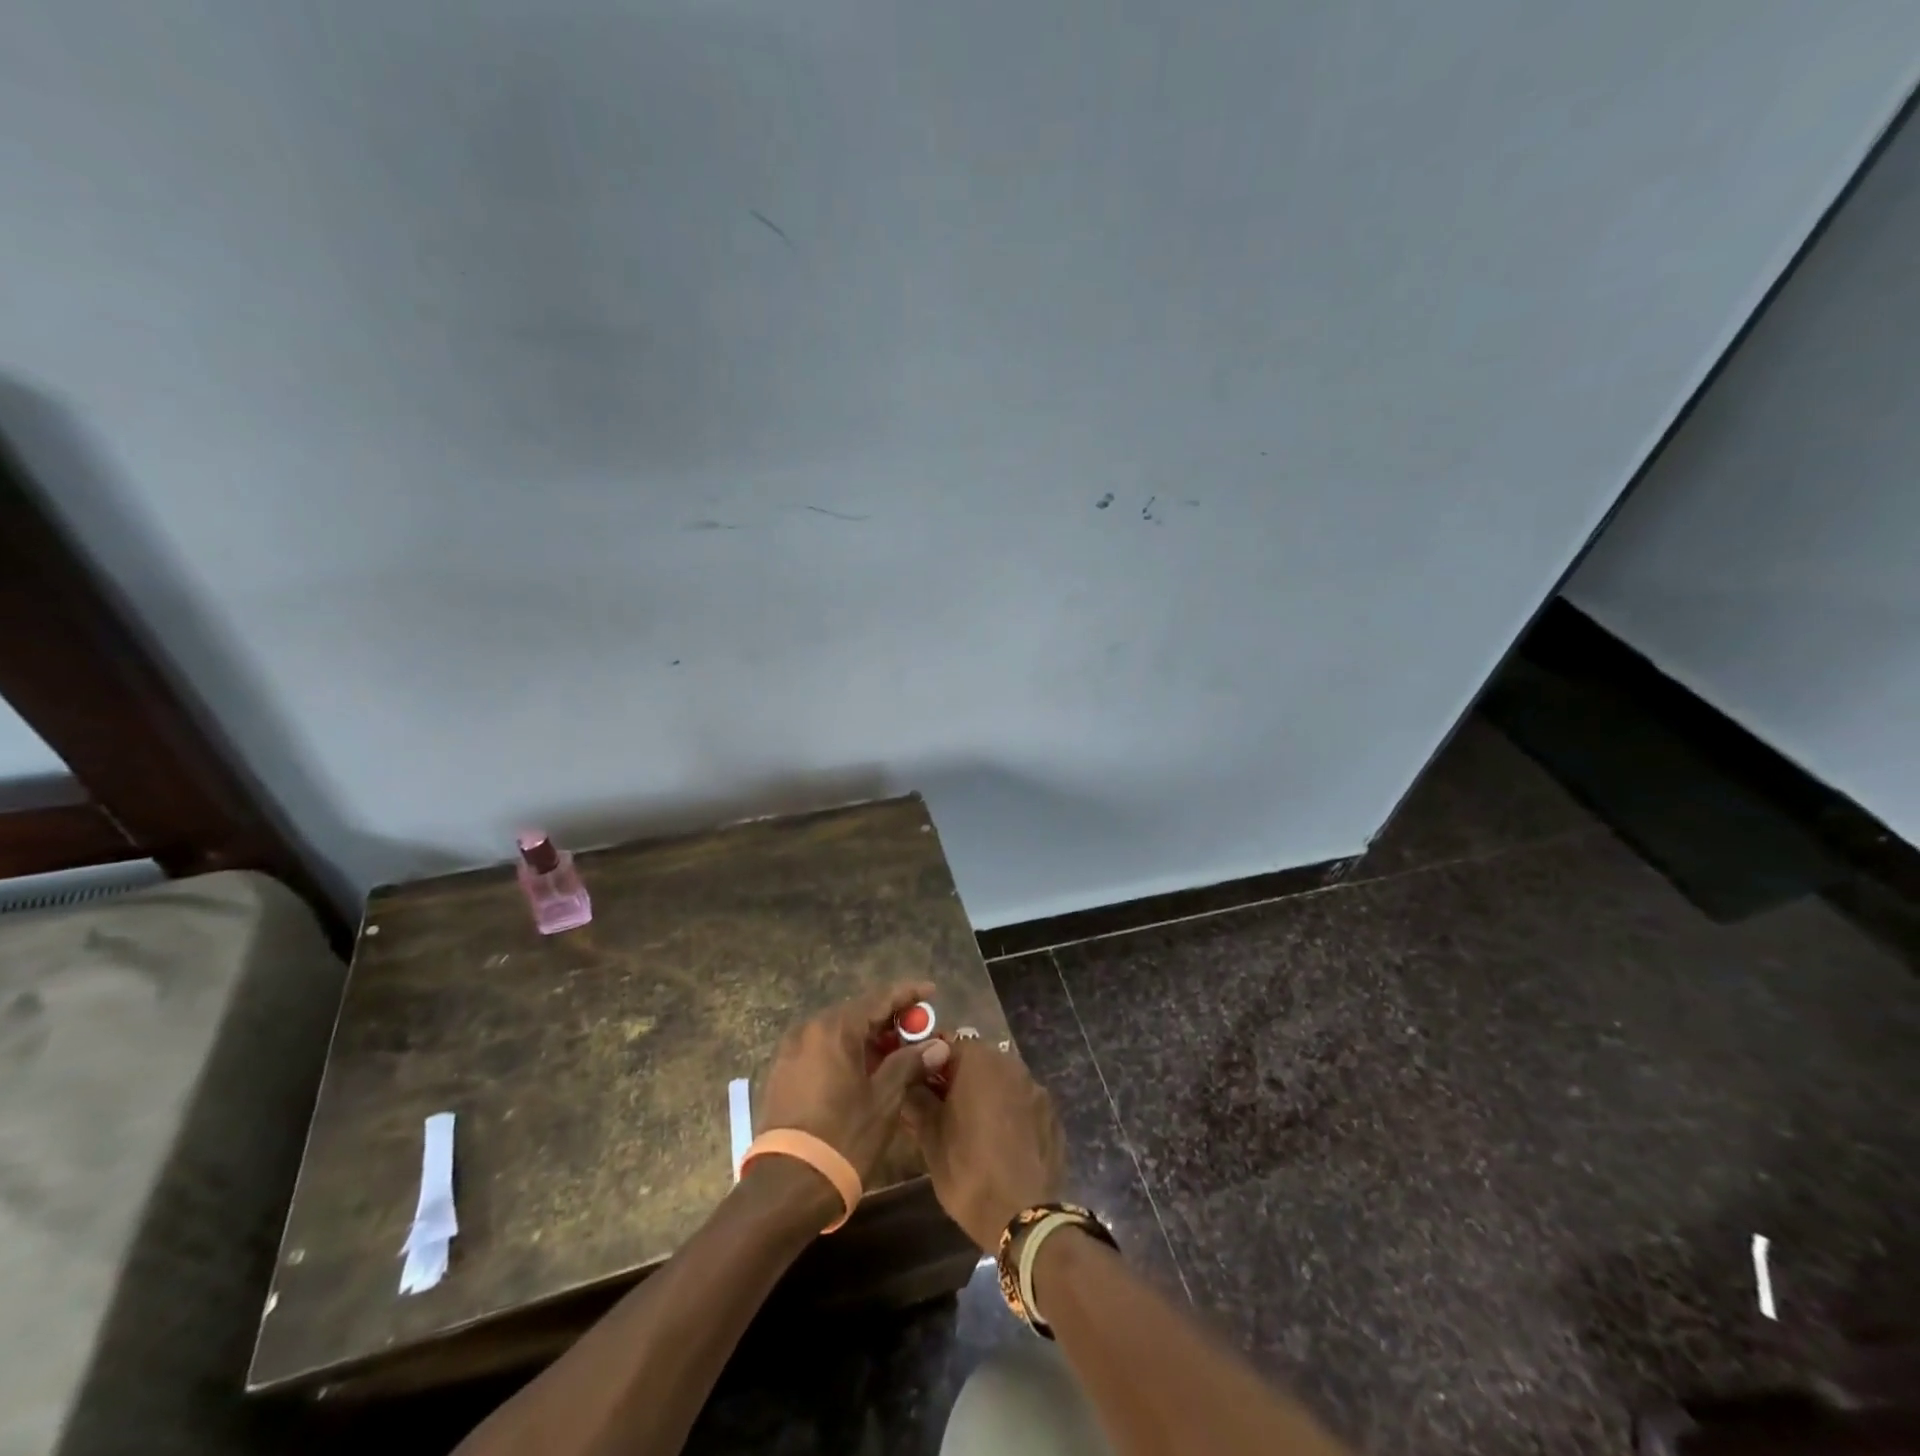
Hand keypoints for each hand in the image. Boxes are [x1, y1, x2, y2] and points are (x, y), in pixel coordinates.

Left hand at [759, 981, 952, 1183]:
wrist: (787, 1186)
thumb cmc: (843, 1137)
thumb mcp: (884, 1099)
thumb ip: (909, 1063)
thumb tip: (937, 1045)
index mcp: (834, 1029)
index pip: (879, 998)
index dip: (907, 994)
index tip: (931, 990)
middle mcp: (809, 1030)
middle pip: (857, 1013)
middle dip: (889, 1019)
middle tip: (917, 1030)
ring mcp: (791, 1051)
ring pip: (838, 1032)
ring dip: (868, 1037)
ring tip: (895, 1052)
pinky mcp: (782, 1073)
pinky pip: (822, 1049)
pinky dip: (846, 1052)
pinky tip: (865, 1070)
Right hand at [901, 1037, 1064, 1250]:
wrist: (1024, 1217)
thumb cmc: (968, 1171)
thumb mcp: (931, 1139)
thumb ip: (917, 1102)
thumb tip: (908, 1084)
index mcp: (979, 1061)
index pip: (947, 1044)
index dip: (930, 1062)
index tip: (919, 1085)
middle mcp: (1010, 1063)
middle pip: (977, 1060)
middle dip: (958, 1078)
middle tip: (941, 1108)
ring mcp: (1036, 1088)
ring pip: (1001, 1080)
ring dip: (984, 1093)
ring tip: (970, 1128)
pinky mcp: (1052, 1114)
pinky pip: (1022, 1102)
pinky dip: (1008, 1112)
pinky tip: (1000, 1142)